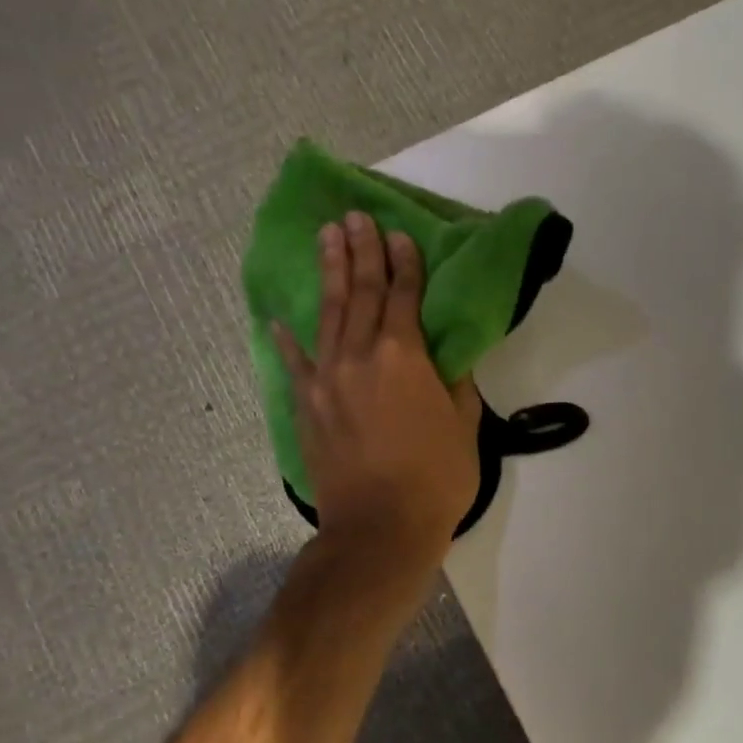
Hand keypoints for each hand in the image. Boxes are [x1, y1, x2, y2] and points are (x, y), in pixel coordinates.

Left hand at [274, 213, 481, 568]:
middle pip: (360, 292)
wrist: (380, 527)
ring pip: (327, 314)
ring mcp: (327, 379)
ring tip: (327, 237)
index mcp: (403, 356)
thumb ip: (455, 384)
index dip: (403, 263)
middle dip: (361, 251)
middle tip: (355, 216)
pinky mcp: (306, 406)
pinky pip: (295, 363)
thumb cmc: (435, 478)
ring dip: (329, 273)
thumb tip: (448, 359)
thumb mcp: (464, 426)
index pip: (403, 296)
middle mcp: (360, 356)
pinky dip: (287, 340)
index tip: (399, 234)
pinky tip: (279, 319)